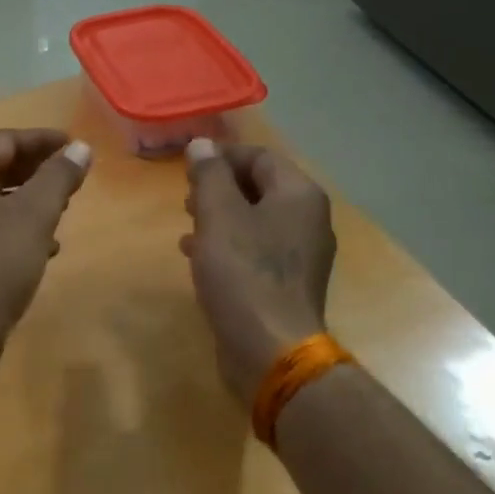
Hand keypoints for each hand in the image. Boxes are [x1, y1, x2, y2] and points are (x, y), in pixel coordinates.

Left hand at [0, 129, 91, 353]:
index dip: (41, 139)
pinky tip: (45, 248)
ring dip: (28, 200)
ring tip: (63, 208)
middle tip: (70, 174)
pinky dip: (17, 229)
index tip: (74, 145)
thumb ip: (58, 177)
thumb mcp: (35, 214)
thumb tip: (79, 148)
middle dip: (35, 168)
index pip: (3, 141)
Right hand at [181, 138, 336, 404]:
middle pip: (260, 188)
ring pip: (255, 221)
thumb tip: (202, 144)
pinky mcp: (287, 284)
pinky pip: (256, 251)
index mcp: (299, 195)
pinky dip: (228, 246)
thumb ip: (210, 175)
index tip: (187, 167)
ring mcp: (301, 255)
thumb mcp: (219, 215)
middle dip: (219, 188)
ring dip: (220, 217)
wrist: (270, 349)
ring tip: (187, 225)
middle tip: (186, 198)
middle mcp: (308, 220)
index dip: (222, 156)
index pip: (260, 157)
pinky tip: (198, 256)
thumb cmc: (244, 273)